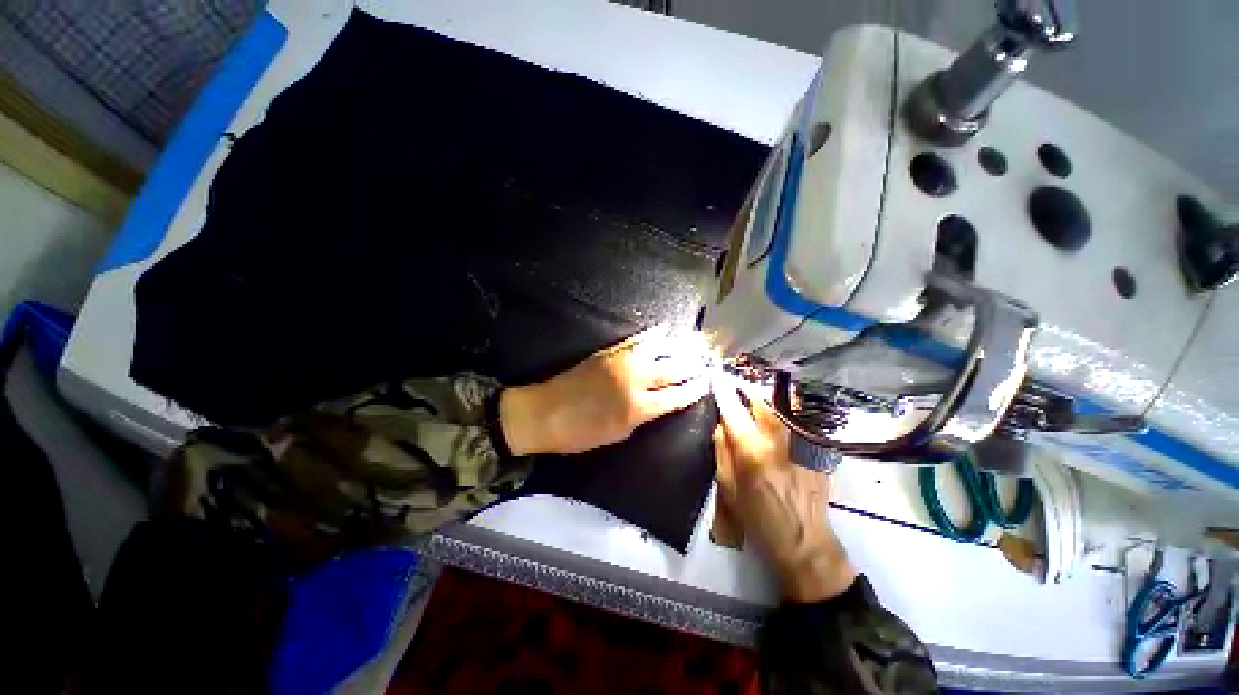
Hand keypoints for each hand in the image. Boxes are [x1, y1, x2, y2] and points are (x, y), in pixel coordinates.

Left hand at [499, 325, 710, 455]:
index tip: (707, 383)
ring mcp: (621, 362)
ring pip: (658, 350)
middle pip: (672, 370)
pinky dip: (652, 336)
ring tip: (694, 344)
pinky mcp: (609, 352)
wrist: (544, 413)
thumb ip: (642, 416)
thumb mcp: (617, 435)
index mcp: (637, 408)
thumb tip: (659, 403)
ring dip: (679, 347)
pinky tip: (663, 330)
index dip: (694, 390)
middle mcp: (634, 381)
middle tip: (707, 361)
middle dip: (693, 366)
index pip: (675, 396)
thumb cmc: (579, 434)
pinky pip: (636, 340)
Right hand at [712, 376, 856, 602]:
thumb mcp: (727, 487)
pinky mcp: (815, 447)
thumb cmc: (758, 519)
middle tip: (734, 388)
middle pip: (759, 399)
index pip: (732, 409)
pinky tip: (775, 421)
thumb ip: (722, 449)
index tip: (715, 376)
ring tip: (751, 400)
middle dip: (744, 389)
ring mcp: (801, 440)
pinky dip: (780, 414)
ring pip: (778, 406)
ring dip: (762, 399)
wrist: (805, 542)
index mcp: (752, 449)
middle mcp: (778, 437)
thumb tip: (721, 423)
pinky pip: (794, 420)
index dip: (722, 390)